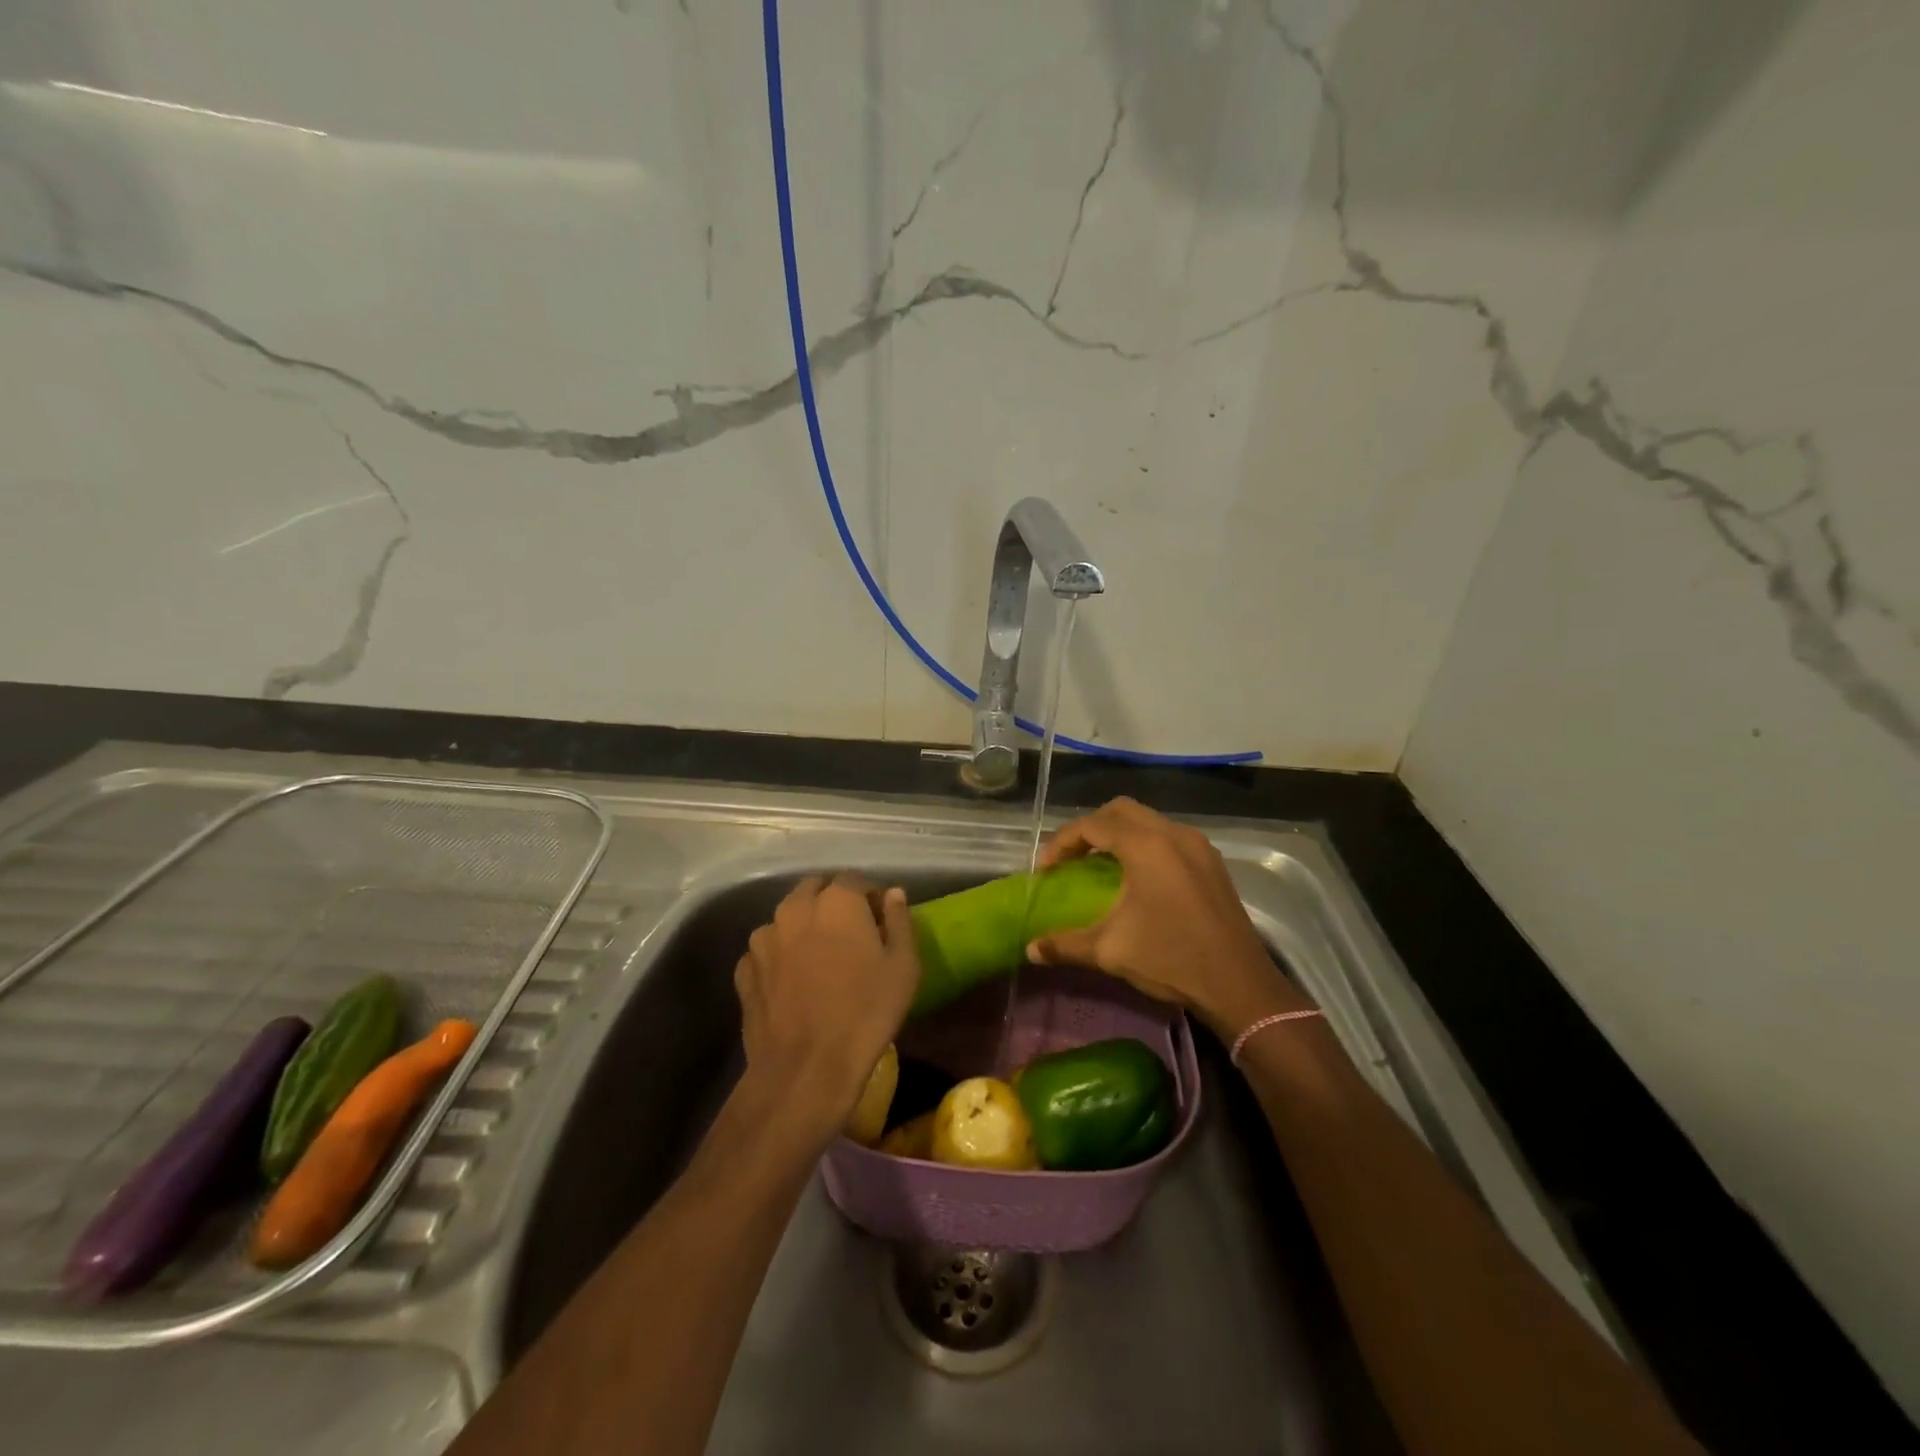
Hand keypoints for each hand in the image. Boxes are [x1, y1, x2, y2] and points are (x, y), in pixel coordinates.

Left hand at [735, 875, 919, 1143]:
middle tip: (850, 935)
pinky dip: (781, 957)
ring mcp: (764, 938)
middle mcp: (795, 907)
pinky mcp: (745, 969)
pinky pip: (767, 951)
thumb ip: (900, 920)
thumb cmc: (866, 1011)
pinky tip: (794, 983)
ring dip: (804, 928)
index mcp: (837, 900)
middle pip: (816, 891)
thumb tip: (893, 895)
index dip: (870, 898)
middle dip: (833, 904)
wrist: (807, 1068)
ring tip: (820, 960)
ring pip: (788, 919)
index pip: (856, 880)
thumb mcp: (904, 965)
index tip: (880, 921)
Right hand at [1027, 798, 1310, 1039]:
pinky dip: (1144, 843)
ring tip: (1100, 865)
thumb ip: (1065, 944)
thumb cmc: (1171, 959)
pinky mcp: (1212, 862)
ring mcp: (1198, 845)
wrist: (1239, 985)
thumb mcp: (1110, 951)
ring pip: (1148, 819)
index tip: (1046, 870)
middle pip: (1120, 810)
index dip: (1062, 843)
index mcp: (1146, 846)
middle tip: (1072, 858)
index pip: (1092, 825)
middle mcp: (1173, 834)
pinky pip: (1169, 836)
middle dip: (1090, 828)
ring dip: (1119, 834)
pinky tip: (1138, 877)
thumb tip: (1031, 950)